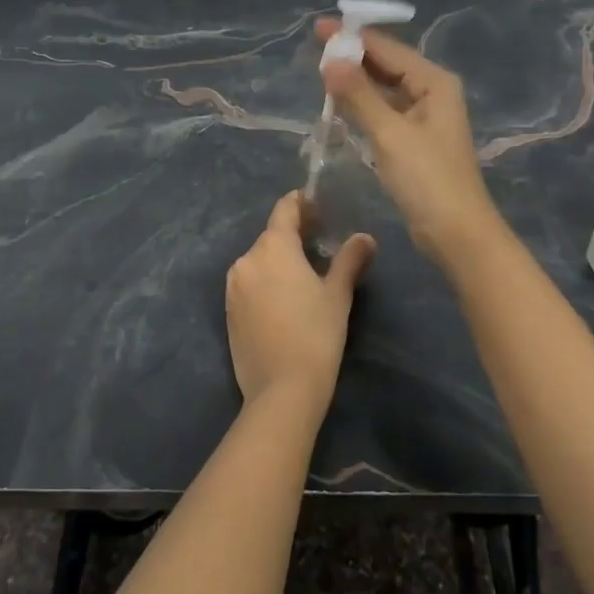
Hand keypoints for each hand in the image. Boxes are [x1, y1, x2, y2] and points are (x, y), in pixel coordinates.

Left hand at [225, 191, 374, 415]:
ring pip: (259, 261)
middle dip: (293, 234)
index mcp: (273, 247)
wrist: (281, 390)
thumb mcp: (338, 295)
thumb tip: (365, 238)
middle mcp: (247, 259)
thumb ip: (349, 260)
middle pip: (271, 236)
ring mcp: (233, 286)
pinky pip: (249, 283)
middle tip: (319, 242)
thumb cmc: (316, 335)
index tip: (316, 204)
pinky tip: (284, 299)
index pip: (284, 209)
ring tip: (303, 273)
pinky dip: (265, 282)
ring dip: (278, 260)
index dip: (300, 203)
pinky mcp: (228, 311)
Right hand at [315, 20, 500, 263]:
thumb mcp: (389, 133)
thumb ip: (359, 95)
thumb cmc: (427, 179)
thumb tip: (330, 60)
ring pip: (385, 88)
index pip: (388, 49)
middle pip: (388, 65)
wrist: (456, 232)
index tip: (319, 27)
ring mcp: (424, 117)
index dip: (353, 37)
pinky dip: (364, 104)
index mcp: (434, 82)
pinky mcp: (415, 139)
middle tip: (315, 49)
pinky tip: (341, 103)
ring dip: (357, 80)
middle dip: (354, 56)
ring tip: (322, 71)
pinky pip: (385, 110)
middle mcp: (432, 92)